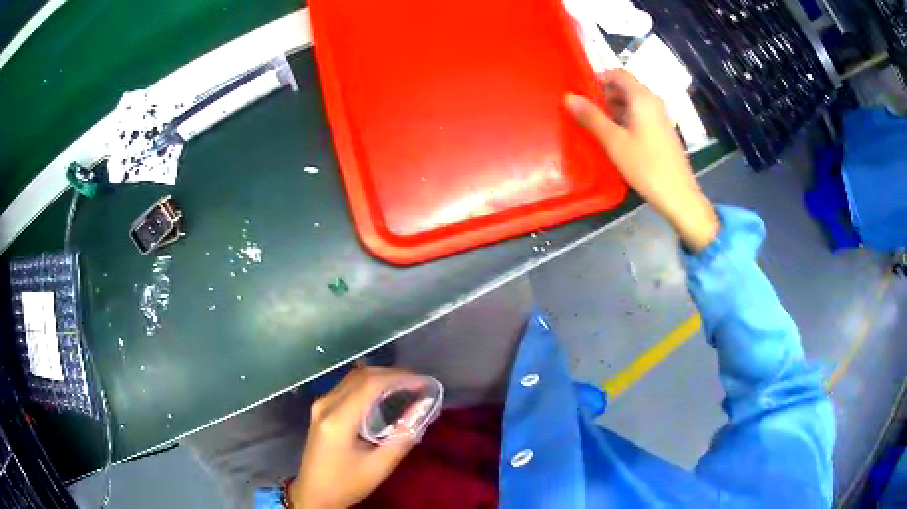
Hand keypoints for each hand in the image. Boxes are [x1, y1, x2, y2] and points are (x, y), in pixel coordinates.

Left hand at [290, 367, 418, 508]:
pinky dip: (369, 385)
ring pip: (354, 378)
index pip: (370, 384)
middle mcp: (326, 404)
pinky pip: (348, 387)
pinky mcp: (322, 408)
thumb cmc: (346, 484)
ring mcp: (321, 404)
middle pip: (361, 376)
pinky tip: (385, 395)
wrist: (314, 493)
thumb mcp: (379, 467)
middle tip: (419, 384)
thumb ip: (402, 437)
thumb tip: (422, 407)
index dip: (399, 378)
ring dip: (381, 378)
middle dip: (392, 375)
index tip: (424, 382)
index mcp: (338, 420)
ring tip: (407, 387)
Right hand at [565, 69, 718, 250]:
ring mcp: (660, 116)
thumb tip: (569, 97)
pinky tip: (615, 138)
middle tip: (584, 112)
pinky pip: (640, 115)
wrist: (678, 194)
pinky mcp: (663, 131)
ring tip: (596, 126)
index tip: (581, 93)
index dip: (597, 78)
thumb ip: (591, 117)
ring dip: (613, 109)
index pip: (617, 73)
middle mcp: (653, 101)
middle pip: (625, 87)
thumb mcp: (614, 142)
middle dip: (603, 95)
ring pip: (632, 102)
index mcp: (642, 98)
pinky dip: (625, 119)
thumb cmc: (646, 166)